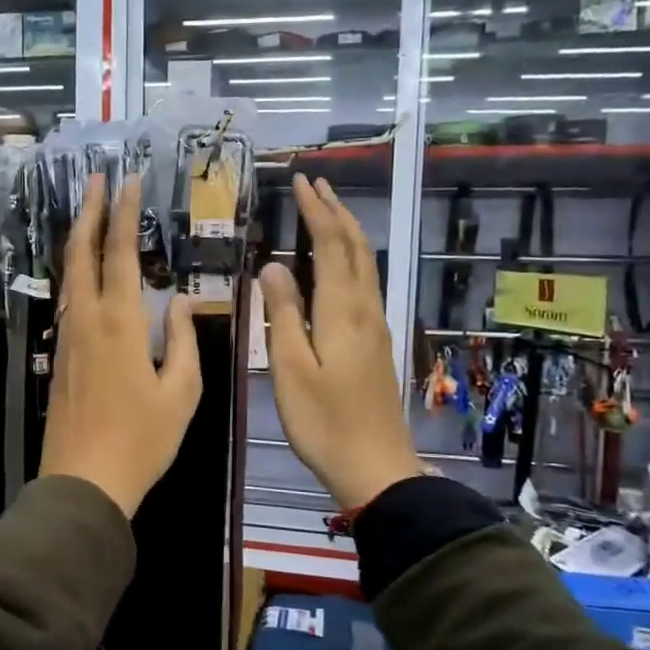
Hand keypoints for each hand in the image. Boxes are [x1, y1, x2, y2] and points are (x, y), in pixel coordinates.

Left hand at [39, 174, 201, 515]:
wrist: (83, 482)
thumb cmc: (141, 440)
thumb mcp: (180, 394)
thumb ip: (182, 342)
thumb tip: (176, 303)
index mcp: (119, 324)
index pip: (118, 254)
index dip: (123, 214)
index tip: (128, 182)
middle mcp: (86, 321)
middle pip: (81, 254)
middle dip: (88, 211)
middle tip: (96, 179)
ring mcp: (67, 339)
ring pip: (69, 277)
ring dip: (79, 240)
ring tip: (89, 215)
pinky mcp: (59, 358)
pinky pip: (68, 303)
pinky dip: (77, 275)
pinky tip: (86, 275)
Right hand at [260, 175, 424, 511]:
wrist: (376, 467)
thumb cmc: (324, 422)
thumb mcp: (290, 370)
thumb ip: (282, 315)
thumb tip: (273, 267)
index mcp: (342, 313)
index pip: (331, 247)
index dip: (316, 212)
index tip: (300, 182)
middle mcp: (364, 310)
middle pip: (356, 249)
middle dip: (336, 212)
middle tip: (315, 184)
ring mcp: (375, 327)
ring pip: (365, 265)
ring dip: (347, 232)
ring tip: (327, 211)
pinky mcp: (377, 343)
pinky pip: (365, 284)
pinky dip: (351, 259)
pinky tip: (339, 264)